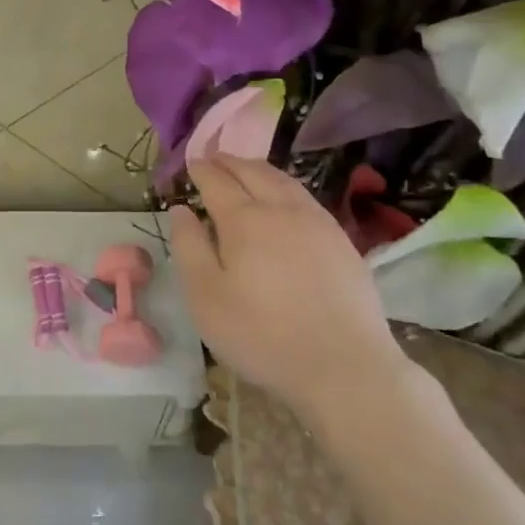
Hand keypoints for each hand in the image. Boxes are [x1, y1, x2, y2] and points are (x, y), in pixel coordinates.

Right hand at [169, 156, 407, 414]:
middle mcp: (282, 210)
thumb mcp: (206, 297)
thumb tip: (180, 210)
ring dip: (259, 169)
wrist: (344, 367)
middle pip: (253, 172)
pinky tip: (285, 199)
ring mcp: (318, 223)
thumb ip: (189, 247)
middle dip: (229, 162)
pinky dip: (286, 187)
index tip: (190, 164)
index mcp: (244, 220)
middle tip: (213, 158)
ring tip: (246, 169)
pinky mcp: (342, 241)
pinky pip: (306, 198)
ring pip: (284, 181)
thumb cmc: (261, 334)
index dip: (201, 170)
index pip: (217, 181)